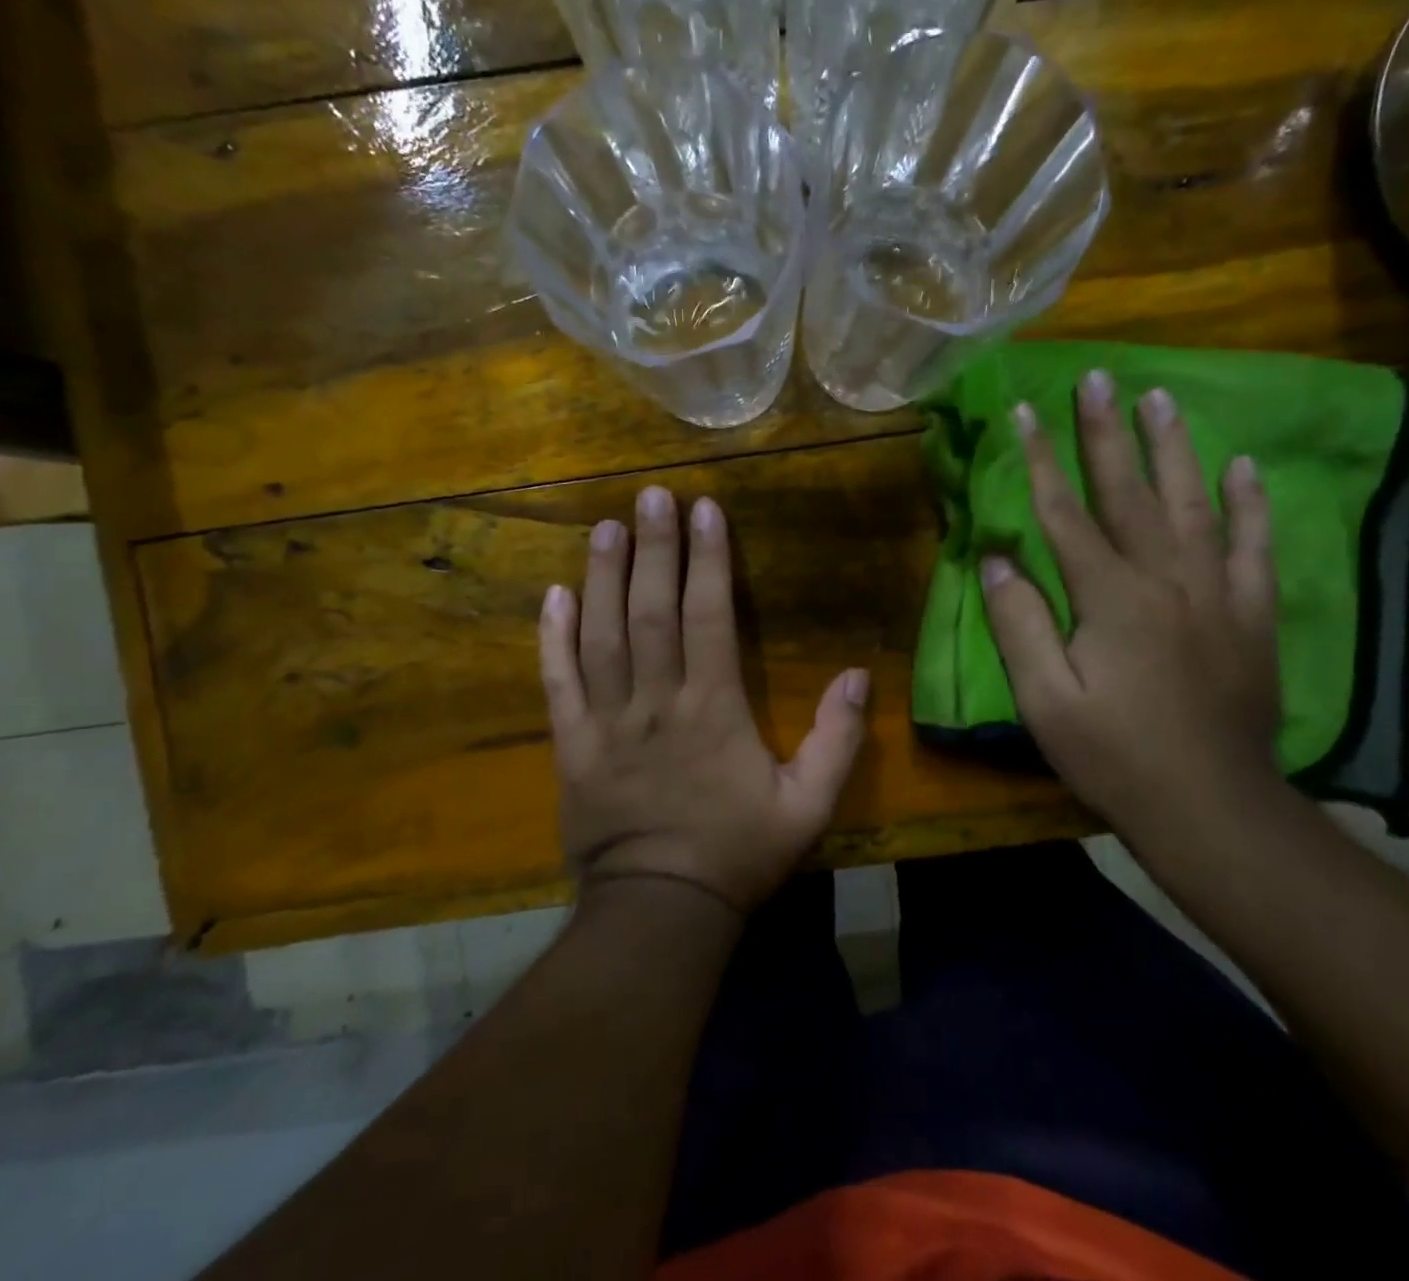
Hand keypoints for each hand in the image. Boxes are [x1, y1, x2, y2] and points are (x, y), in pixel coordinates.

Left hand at [538, 486, 870, 914]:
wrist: (660, 911)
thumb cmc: (737, 854)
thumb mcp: (808, 806)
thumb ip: (837, 739)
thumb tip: (856, 674)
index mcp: (712, 708)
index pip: (708, 616)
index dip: (708, 560)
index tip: (705, 511)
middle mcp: (656, 701)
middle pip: (651, 610)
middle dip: (654, 548)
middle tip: (650, 496)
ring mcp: (606, 721)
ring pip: (602, 634)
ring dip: (604, 576)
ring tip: (607, 527)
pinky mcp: (571, 745)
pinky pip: (558, 682)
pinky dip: (553, 637)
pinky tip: (554, 595)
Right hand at [980, 372, 1280, 835]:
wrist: (1211, 808)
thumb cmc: (1113, 756)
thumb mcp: (1045, 700)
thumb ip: (1019, 623)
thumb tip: (998, 557)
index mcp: (1110, 596)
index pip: (1066, 512)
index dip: (1042, 459)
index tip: (1025, 410)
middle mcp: (1166, 578)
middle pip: (1129, 492)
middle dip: (1107, 432)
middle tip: (1099, 377)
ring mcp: (1216, 593)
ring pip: (1193, 503)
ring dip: (1173, 448)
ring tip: (1161, 398)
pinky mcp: (1251, 616)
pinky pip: (1253, 547)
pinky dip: (1249, 505)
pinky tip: (1243, 468)